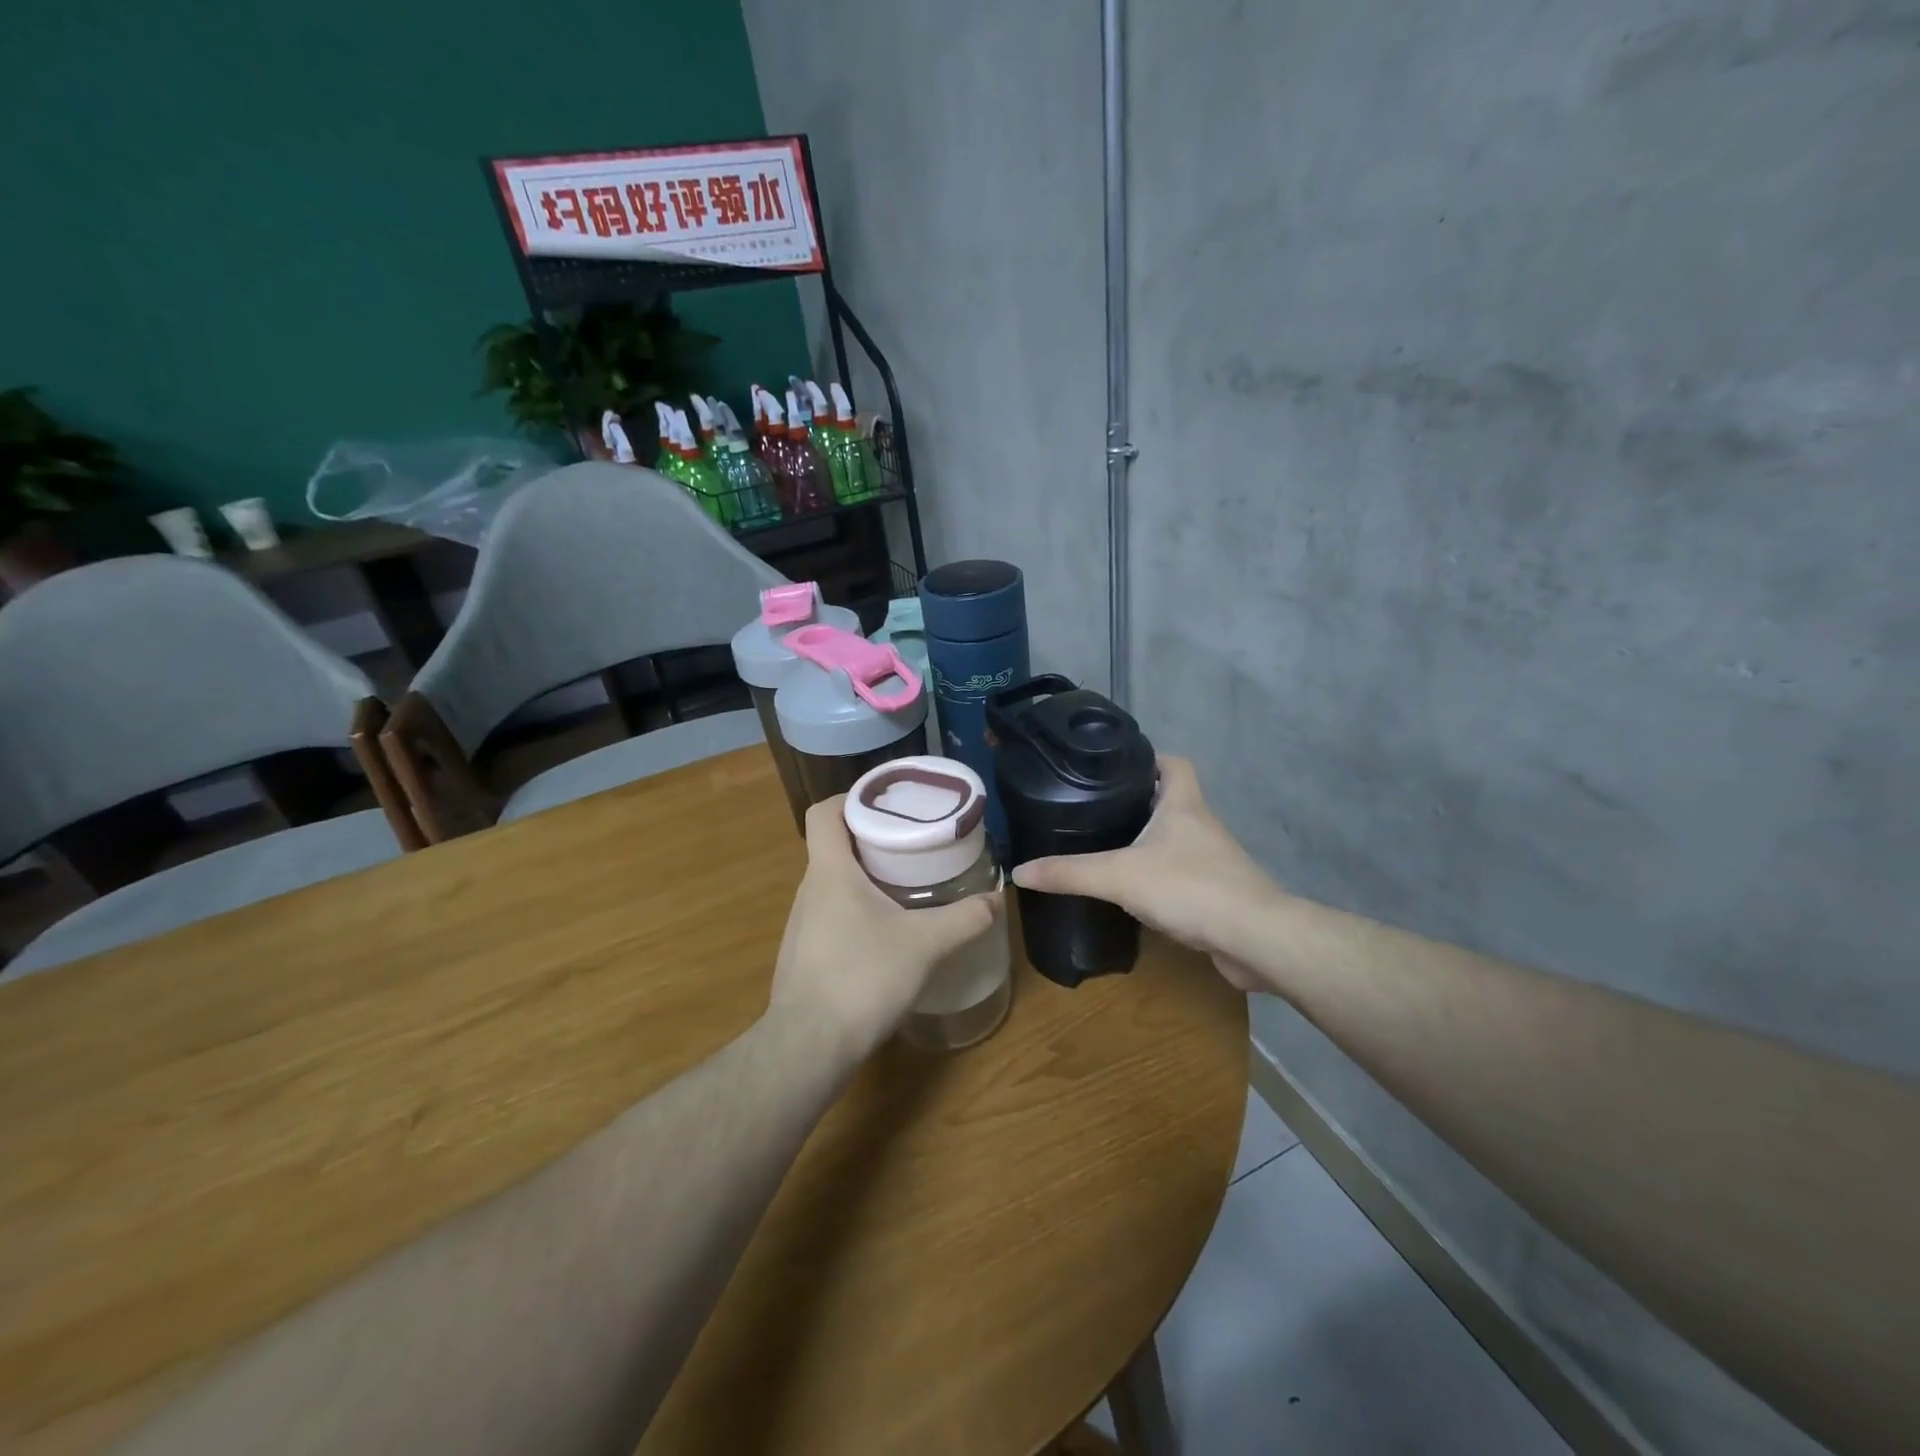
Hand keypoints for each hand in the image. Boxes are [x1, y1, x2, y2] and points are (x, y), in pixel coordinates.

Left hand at [769, 797, 1001, 1053]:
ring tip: (906, 885)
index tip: (888, 804)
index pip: (825, 812)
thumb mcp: (925, 944)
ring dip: (866, 877)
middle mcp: (809, 890)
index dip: (851, 798)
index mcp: (830, 871)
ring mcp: (802, 925)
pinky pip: (831, 915)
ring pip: (834, 883)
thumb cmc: (862, 977)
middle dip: (873, 839)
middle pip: (834, 846)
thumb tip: (998, 899)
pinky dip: (858, 910)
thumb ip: (964, 918)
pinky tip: (886, 934)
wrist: (809, 1047)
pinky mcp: (804, 955)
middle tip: (914, 843)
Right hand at [1009, 756, 1281, 991]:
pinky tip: (1134, 891)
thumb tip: (1018, 871)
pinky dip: (1160, 876)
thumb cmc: (1190, 888)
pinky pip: (1182, 874)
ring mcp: (1213, 860)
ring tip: (1107, 846)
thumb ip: (1068, 873)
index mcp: (1183, 804)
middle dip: (1138, 801)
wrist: (1255, 939)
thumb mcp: (1119, 876)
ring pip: (1176, 838)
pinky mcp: (1216, 893)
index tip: (1114, 765)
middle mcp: (1201, 824)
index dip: (1147, 758)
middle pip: (1171, 799)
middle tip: (1096, 807)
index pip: (1172, 762)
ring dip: (1148, 840)